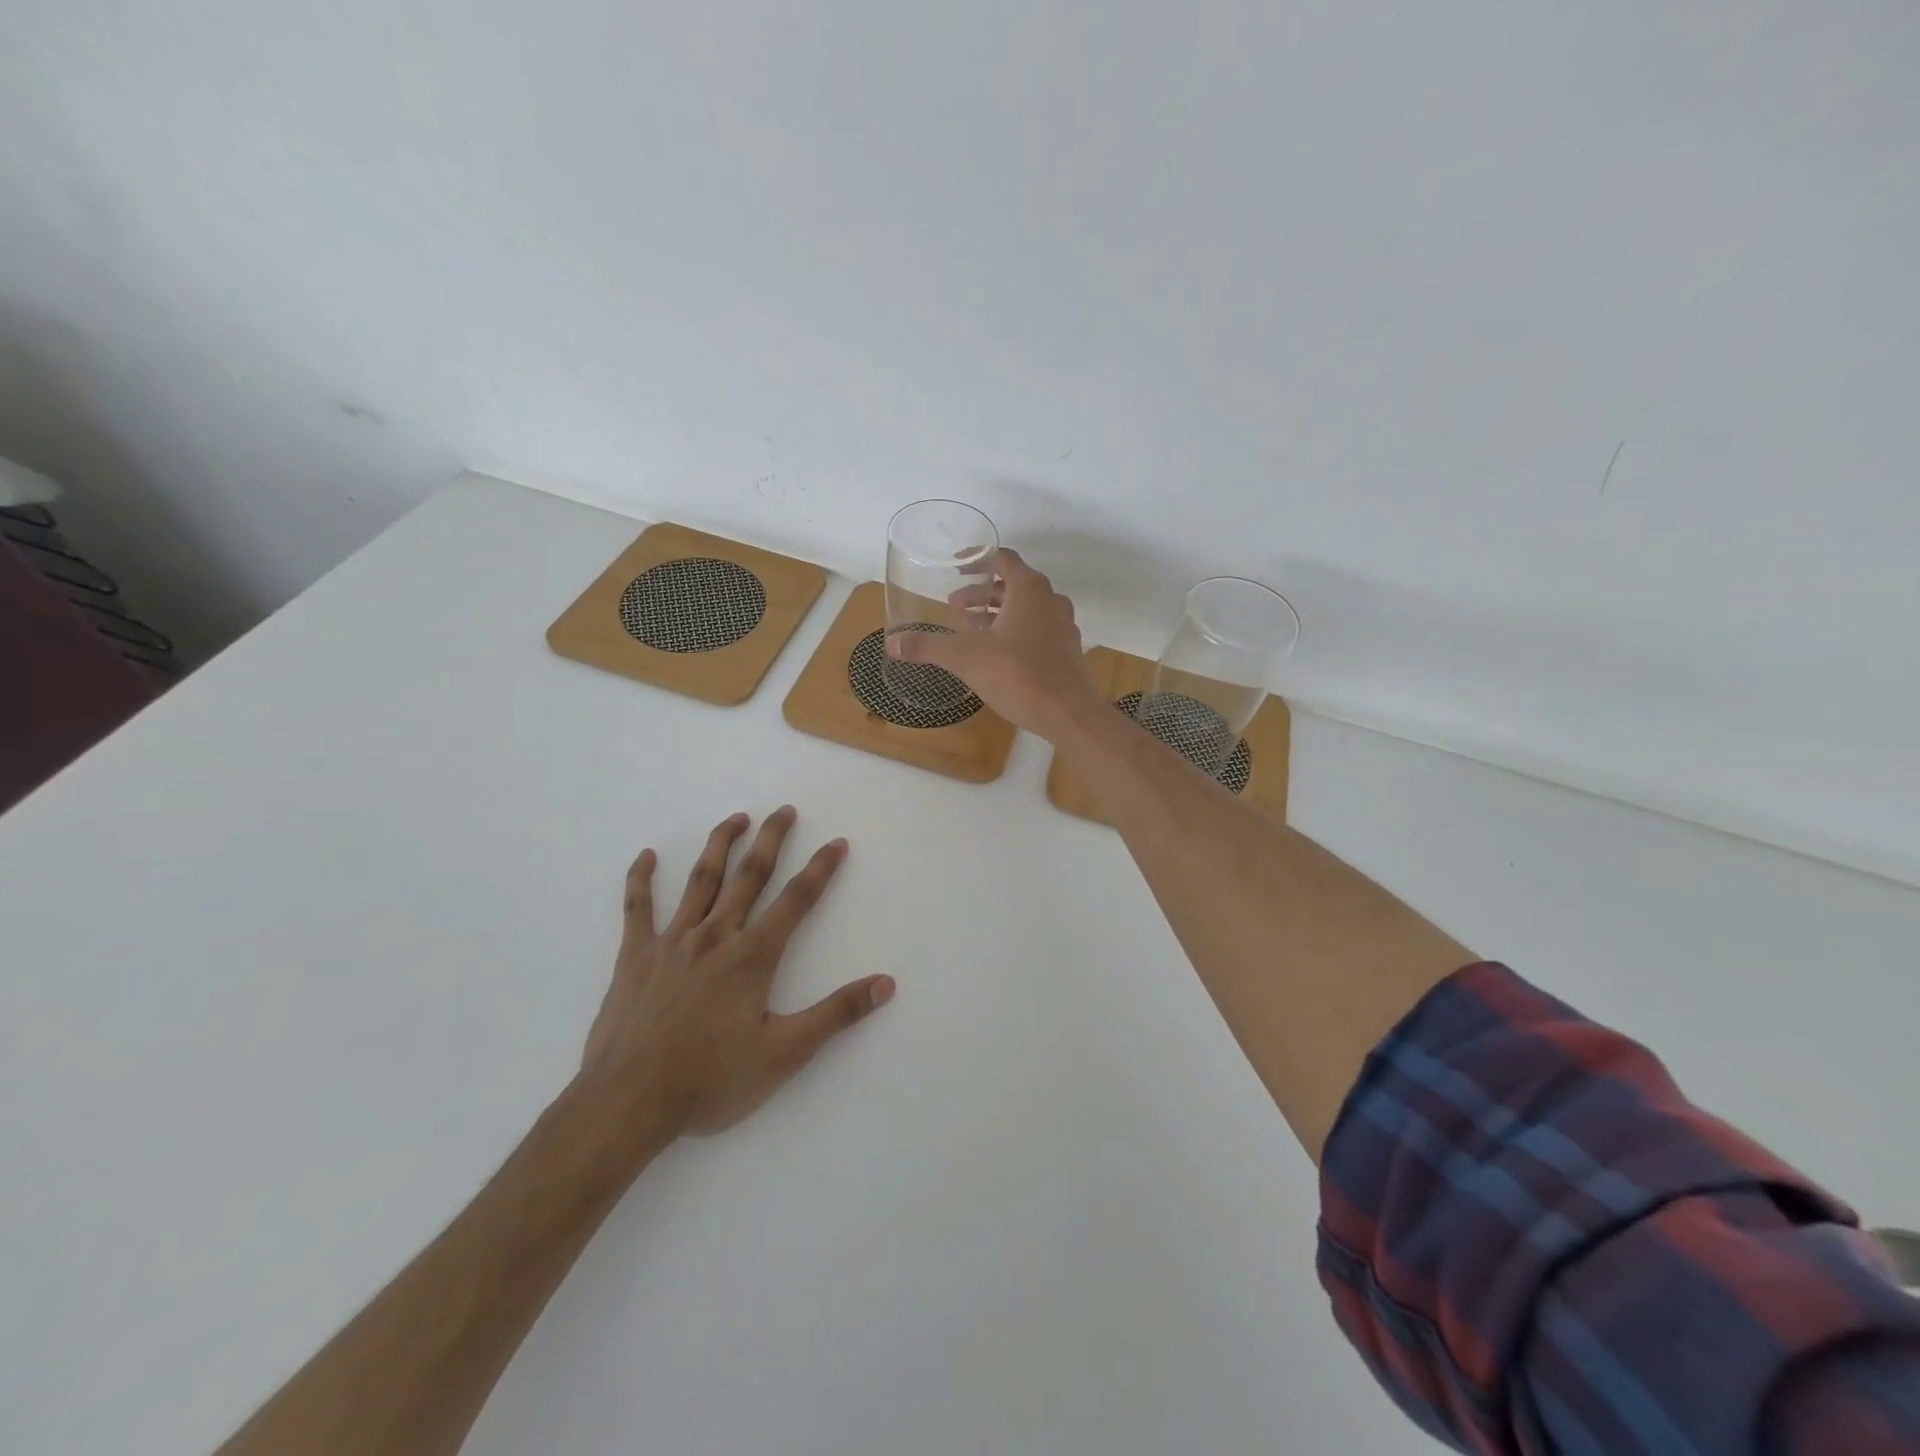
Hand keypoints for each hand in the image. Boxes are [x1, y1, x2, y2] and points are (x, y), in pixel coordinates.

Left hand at [580, 807, 893, 1137]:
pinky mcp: (634, 957)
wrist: (628, 1103)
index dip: (821, 869)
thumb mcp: (784, 1054)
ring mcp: (672, 942)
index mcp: (753, 956)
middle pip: (750, 875)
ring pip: (701, 881)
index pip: (796, 900)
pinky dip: (640, 880)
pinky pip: (637, 909)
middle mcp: (715, 936)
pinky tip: (645, 856)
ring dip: (720, 845)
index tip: (837, 842)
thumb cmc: (711, 1081)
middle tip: (785, 810)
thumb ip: (836, 1014)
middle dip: (771, 840)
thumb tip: (885, 984)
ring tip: (737, 818)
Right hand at [885, 548, 1101, 738]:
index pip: (1002, 558)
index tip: (956, 567)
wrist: (1067, 713)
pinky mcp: (1067, 650)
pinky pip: (1037, 629)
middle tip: (954, 607)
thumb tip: (892, 643)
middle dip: (981, 594)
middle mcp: (1050, 599)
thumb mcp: (965, 658)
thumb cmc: (1017, 675)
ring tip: (971, 629)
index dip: (977, 559)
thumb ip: (928, 647)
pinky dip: (1015, 631)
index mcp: (1029, 589)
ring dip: (998, 613)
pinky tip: (998, 653)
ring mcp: (1063, 625)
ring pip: (1026, 608)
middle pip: (1012, 584)